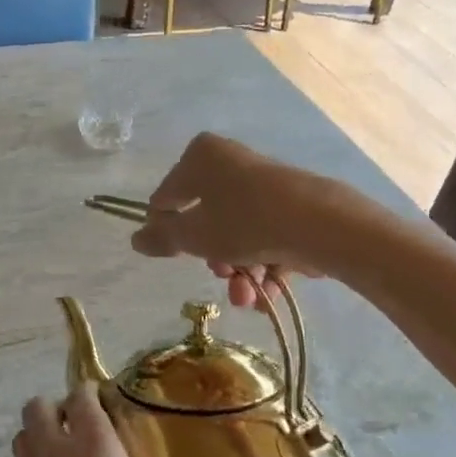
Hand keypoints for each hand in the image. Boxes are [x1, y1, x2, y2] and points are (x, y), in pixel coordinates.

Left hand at [0, 384, 279, 456]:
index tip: (121, 404)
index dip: (96, 392)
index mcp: (90, 445)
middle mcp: (53, 454)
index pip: (81, 393)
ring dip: (43, 434)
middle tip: (98, 429)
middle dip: (62, 408)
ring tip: (79, 455)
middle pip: (39, 407)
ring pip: (24, 437)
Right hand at [129, 133, 331, 308]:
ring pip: (239, 232)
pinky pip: (266, 235)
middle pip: (207, 217)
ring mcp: (265, 183)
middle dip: (214, 259)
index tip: (173, 258)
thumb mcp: (194, 236)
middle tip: (222, 277)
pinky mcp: (293, 204)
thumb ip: (163, 238)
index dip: (166, 231)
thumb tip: (135, 239)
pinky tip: (269, 294)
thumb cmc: (243, 222)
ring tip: (249, 298)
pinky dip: (265, 264)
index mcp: (201, 157)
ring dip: (240, 271)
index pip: (167, 197)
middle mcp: (232, 162)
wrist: (320, 224)